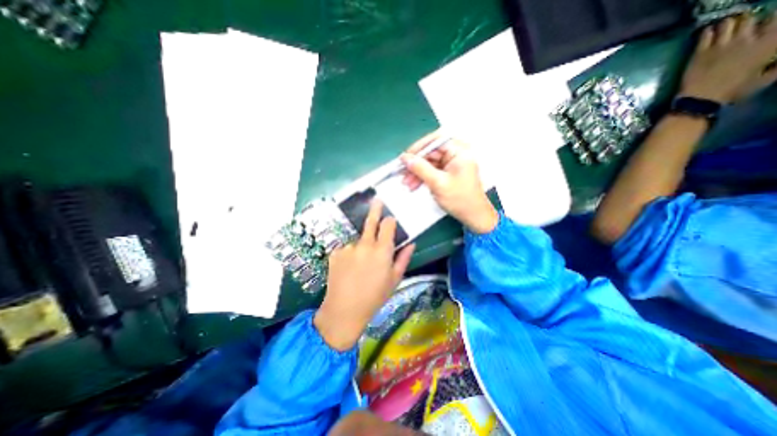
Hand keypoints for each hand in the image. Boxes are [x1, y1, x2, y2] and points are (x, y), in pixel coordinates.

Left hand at [313, 201, 415, 350]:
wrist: (344, 309)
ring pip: (358, 241)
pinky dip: (349, 255)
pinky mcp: (335, 253)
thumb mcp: (394, 279)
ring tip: (359, 267)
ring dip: (361, 247)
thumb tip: (411, 243)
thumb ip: (403, 258)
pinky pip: (346, 249)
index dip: (390, 220)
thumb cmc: (375, 296)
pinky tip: (348, 270)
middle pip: (371, 221)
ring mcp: (348, 247)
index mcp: (382, 250)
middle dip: (375, 209)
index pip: (388, 225)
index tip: (390, 219)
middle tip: (376, 199)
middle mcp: (365, 244)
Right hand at [400, 131, 497, 234]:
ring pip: (429, 163)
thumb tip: (405, 158)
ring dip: (416, 172)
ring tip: (406, 183)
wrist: (473, 216)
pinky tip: (413, 185)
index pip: (436, 140)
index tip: (406, 157)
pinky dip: (422, 177)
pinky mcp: (447, 173)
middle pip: (430, 152)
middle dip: (415, 164)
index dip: (419, 147)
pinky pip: (431, 171)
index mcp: (460, 151)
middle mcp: (456, 154)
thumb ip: (421, 168)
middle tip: (402, 172)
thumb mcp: (438, 183)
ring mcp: (451, 164)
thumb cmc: (460, 199)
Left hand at [682, 12, 776, 101]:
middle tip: (738, 29)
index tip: (763, 25)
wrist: (700, 100)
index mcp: (769, 44)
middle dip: (744, 22)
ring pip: (728, 23)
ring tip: (722, 30)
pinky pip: (705, 34)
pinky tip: (707, 34)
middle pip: (749, 19)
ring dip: (726, 25)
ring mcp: (721, 45)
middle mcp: (747, 39)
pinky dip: (707, 31)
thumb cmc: (733, 92)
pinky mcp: (700, 52)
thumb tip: (776, 61)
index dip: (770, 20)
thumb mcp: (765, 78)